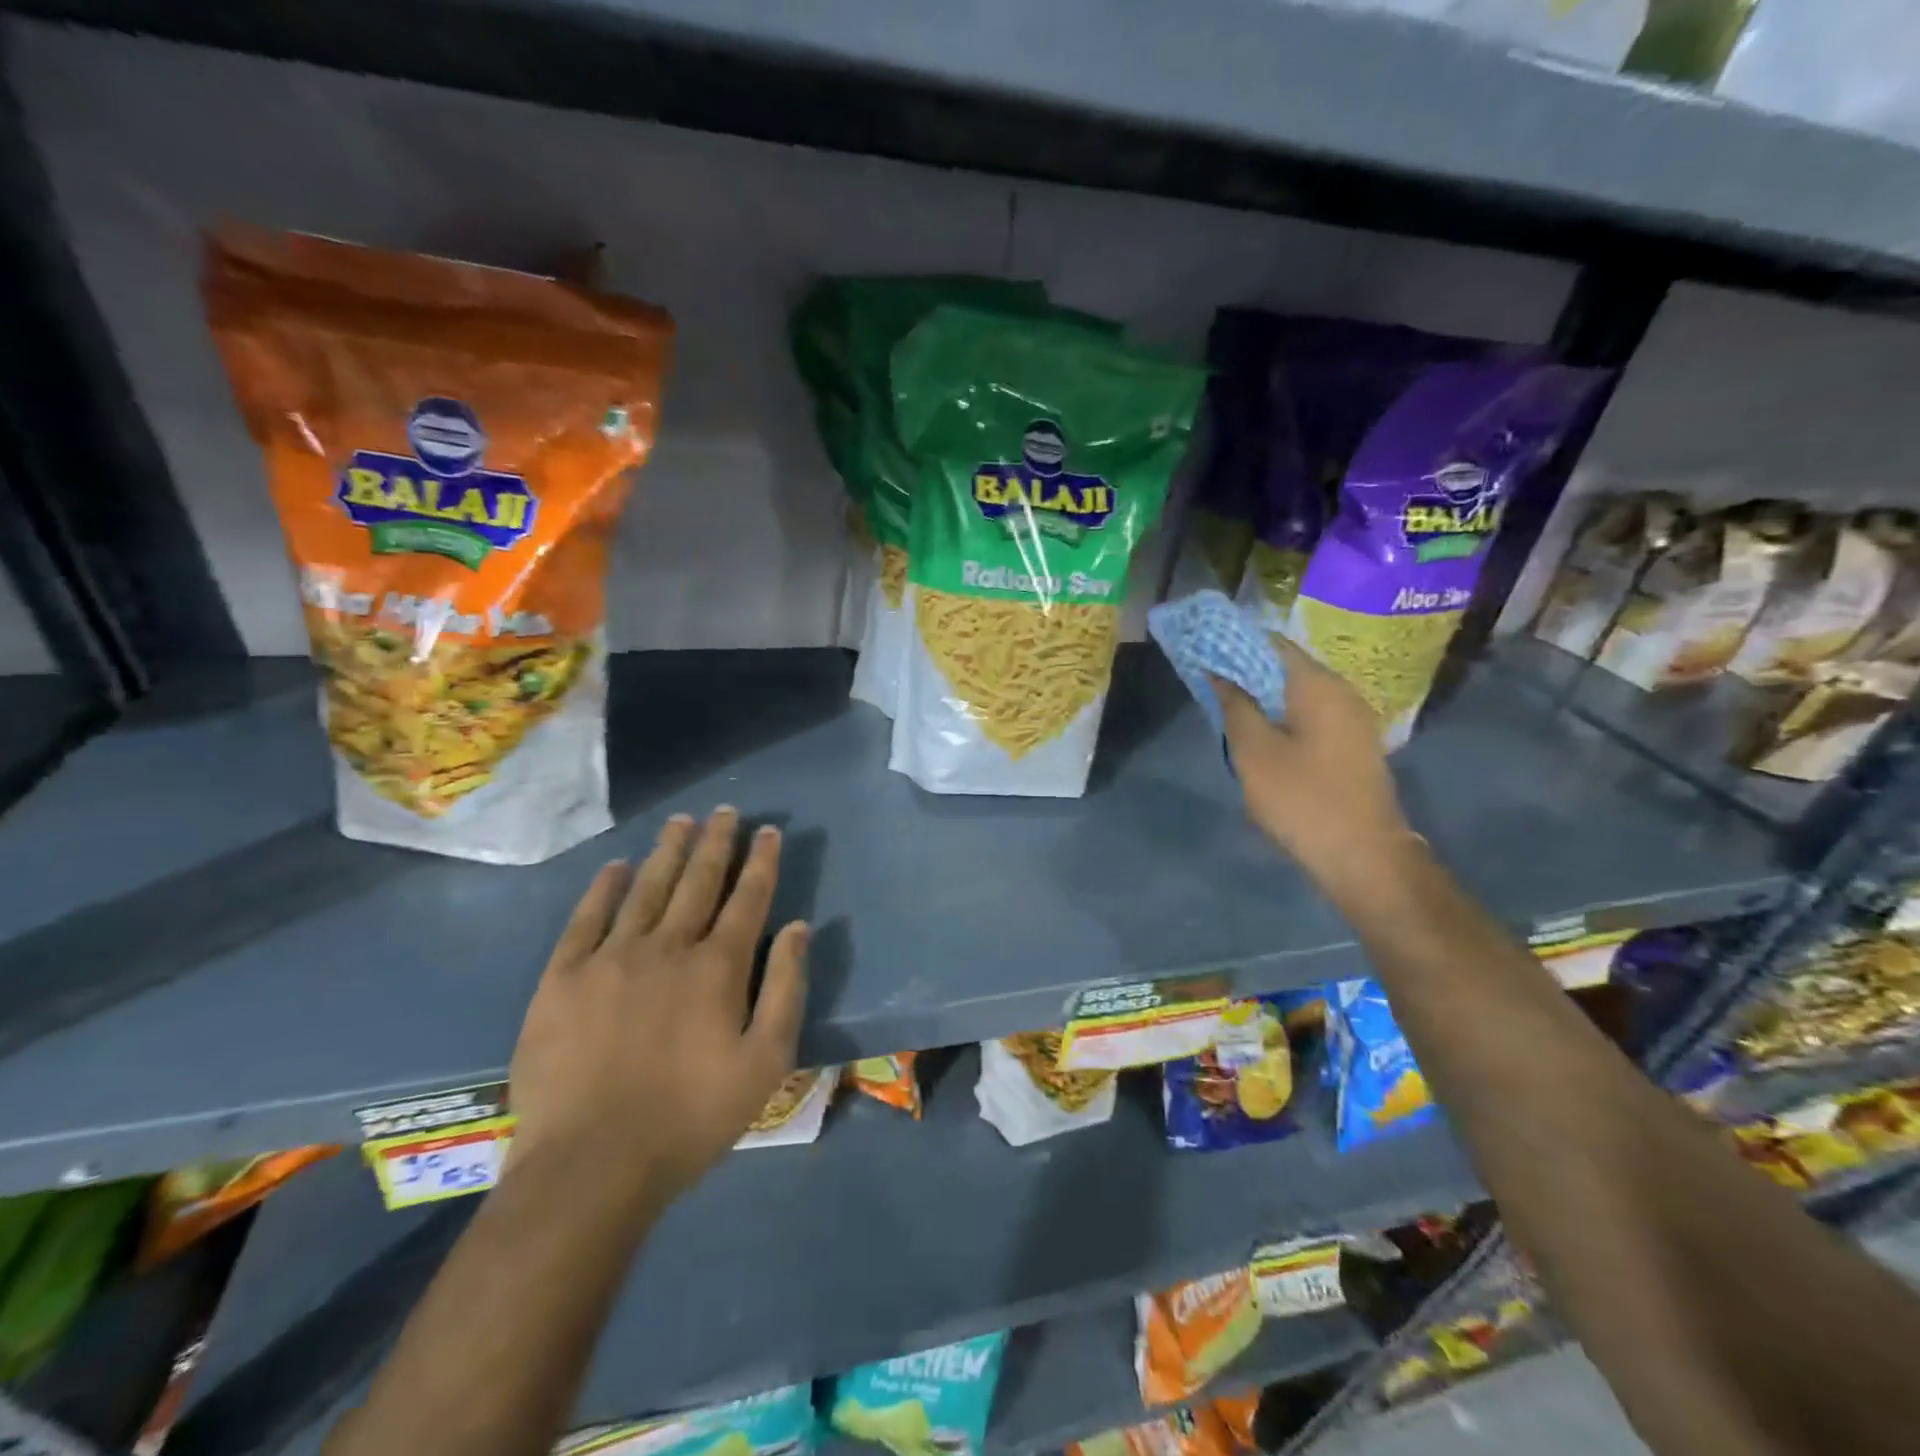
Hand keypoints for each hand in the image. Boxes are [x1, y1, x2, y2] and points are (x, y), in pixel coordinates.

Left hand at [507, 807, 808, 1202]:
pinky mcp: (563, 978)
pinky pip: (587, 918)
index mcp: (719, 966)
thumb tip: (799, 928)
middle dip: (716, 843)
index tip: (768, 831)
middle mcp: (668, 946)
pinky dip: (604, 888)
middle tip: (725, 811)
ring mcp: (611, 957)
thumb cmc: (691, 1117)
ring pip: (646, 888)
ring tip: (681, 822)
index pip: (747, 898)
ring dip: (668, 852)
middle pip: (697, 881)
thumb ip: (787, 988)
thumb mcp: (766, 1062)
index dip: (761, 862)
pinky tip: (617, 867)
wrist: (591, 1165)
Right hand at [1214, 637, 1412, 880]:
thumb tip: (1220, 673)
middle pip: (1285, 666)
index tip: (1204, 651)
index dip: (1234, 643)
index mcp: (1318, 685)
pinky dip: (1281, 714)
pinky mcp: (1351, 744)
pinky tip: (1259, 731)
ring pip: (1297, 692)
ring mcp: (1351, 719)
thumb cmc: (1303, 799)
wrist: (1364, 855)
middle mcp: (1341, 692)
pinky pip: (1309, 714)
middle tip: (1208, 680)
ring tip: (1226, 706)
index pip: (1271, 643)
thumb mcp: (1254, 752)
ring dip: (1262, 695)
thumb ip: (1235, 706)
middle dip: (1246, 669)